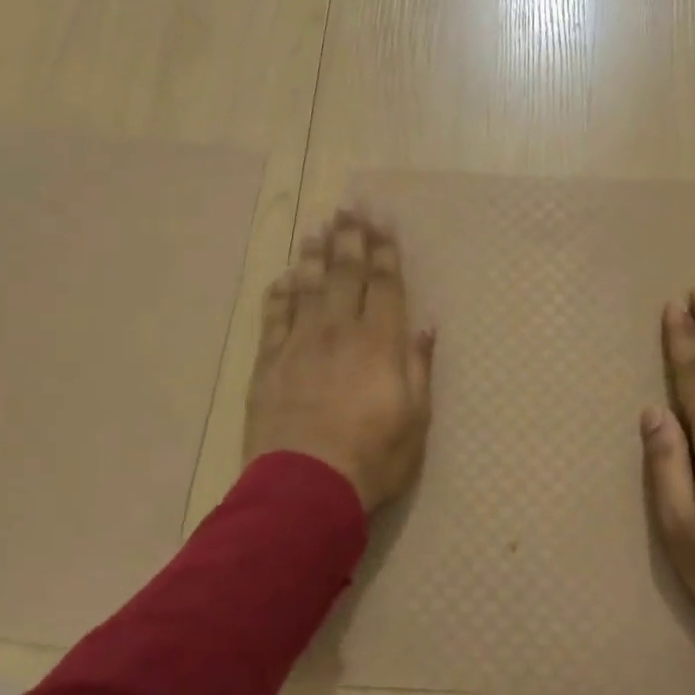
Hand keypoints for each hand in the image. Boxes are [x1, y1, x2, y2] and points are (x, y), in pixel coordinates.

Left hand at [245, 205, 434, 512]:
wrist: (306, 486)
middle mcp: (339, 331)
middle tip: (351, 208)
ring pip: (308, 286)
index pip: (384, 285)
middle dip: (351, 238)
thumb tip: (425, 326)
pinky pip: (274, 316)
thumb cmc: (373, 456)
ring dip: (314, 255)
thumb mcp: (416, 419)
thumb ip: (418, 367)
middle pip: (345, 274)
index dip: (385, 252)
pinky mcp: (269, 362)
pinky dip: (281, 293)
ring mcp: (299, 344)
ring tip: (319, 228)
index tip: (383, 222)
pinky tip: (285, 279)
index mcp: (380, 343)